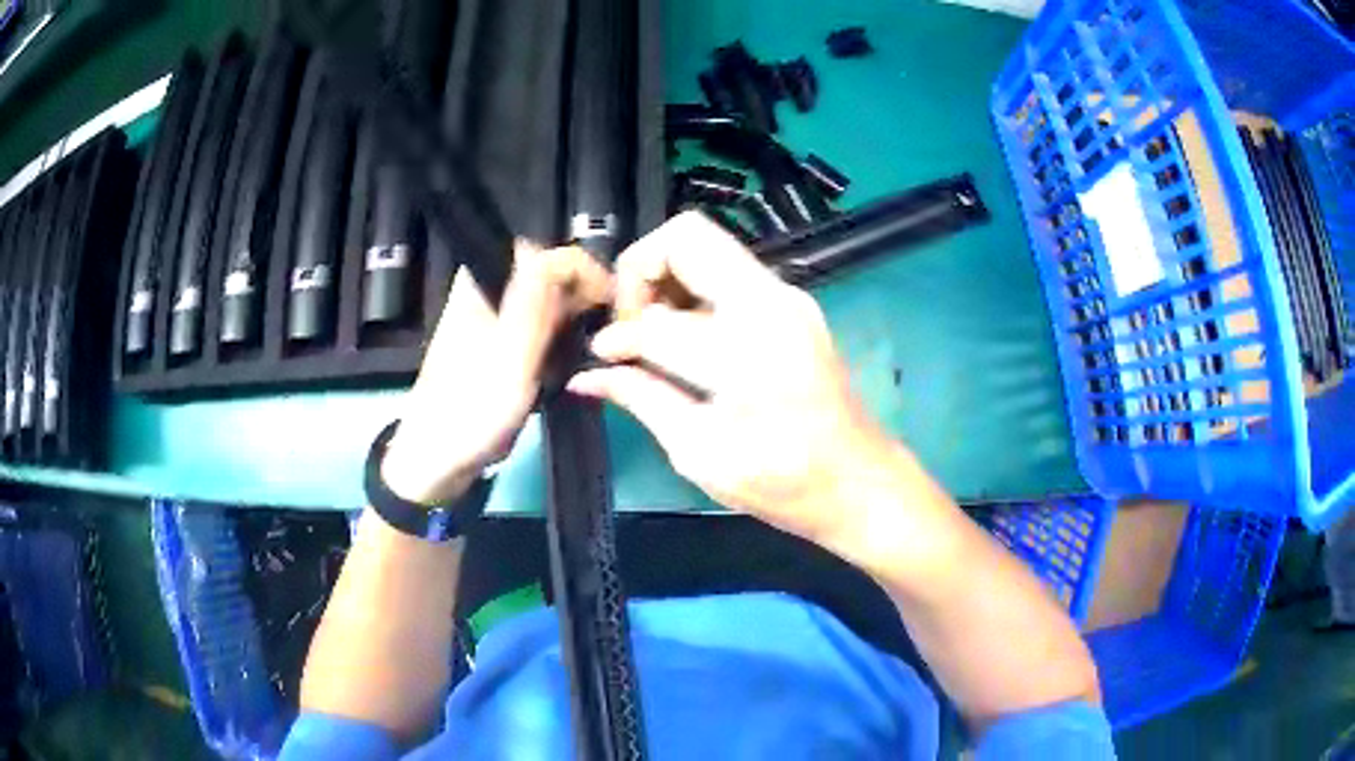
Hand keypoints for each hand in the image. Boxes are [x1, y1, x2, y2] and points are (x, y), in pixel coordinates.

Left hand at [382, 242, 611, 504]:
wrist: (437, 461)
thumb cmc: (471, 413)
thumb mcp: (510, 358)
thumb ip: (535, 305)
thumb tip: (565, 258)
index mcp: (483, 285)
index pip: (545, 253)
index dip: (584, 272)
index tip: (612, 306)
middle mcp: (489, 293)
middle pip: (549, 273)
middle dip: (583, 298)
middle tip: (607, 335)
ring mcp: (495, 321)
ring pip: (548, 303)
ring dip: (574, 322)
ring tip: (592, 352)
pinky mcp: (500, 348)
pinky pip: (540, 330)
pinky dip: (559, 343)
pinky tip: (568, 368)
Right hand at [568, 212, 896, 545]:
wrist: (859, 481)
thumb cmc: (784, 483)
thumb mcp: (700, 452)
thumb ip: (642, 400)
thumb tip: (589, 377)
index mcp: (746, 350)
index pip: (657, 320)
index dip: (618, 338)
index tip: (603, 358)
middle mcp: (770, 303)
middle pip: (686, 236)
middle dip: (639, 270)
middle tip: (626, 322)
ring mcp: (787, 296)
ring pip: (708, 247)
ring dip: (667, 277)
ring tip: (650, 333)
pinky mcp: (793, 303)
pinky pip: (728, 272)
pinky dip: (693, 290)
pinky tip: (683, 337)